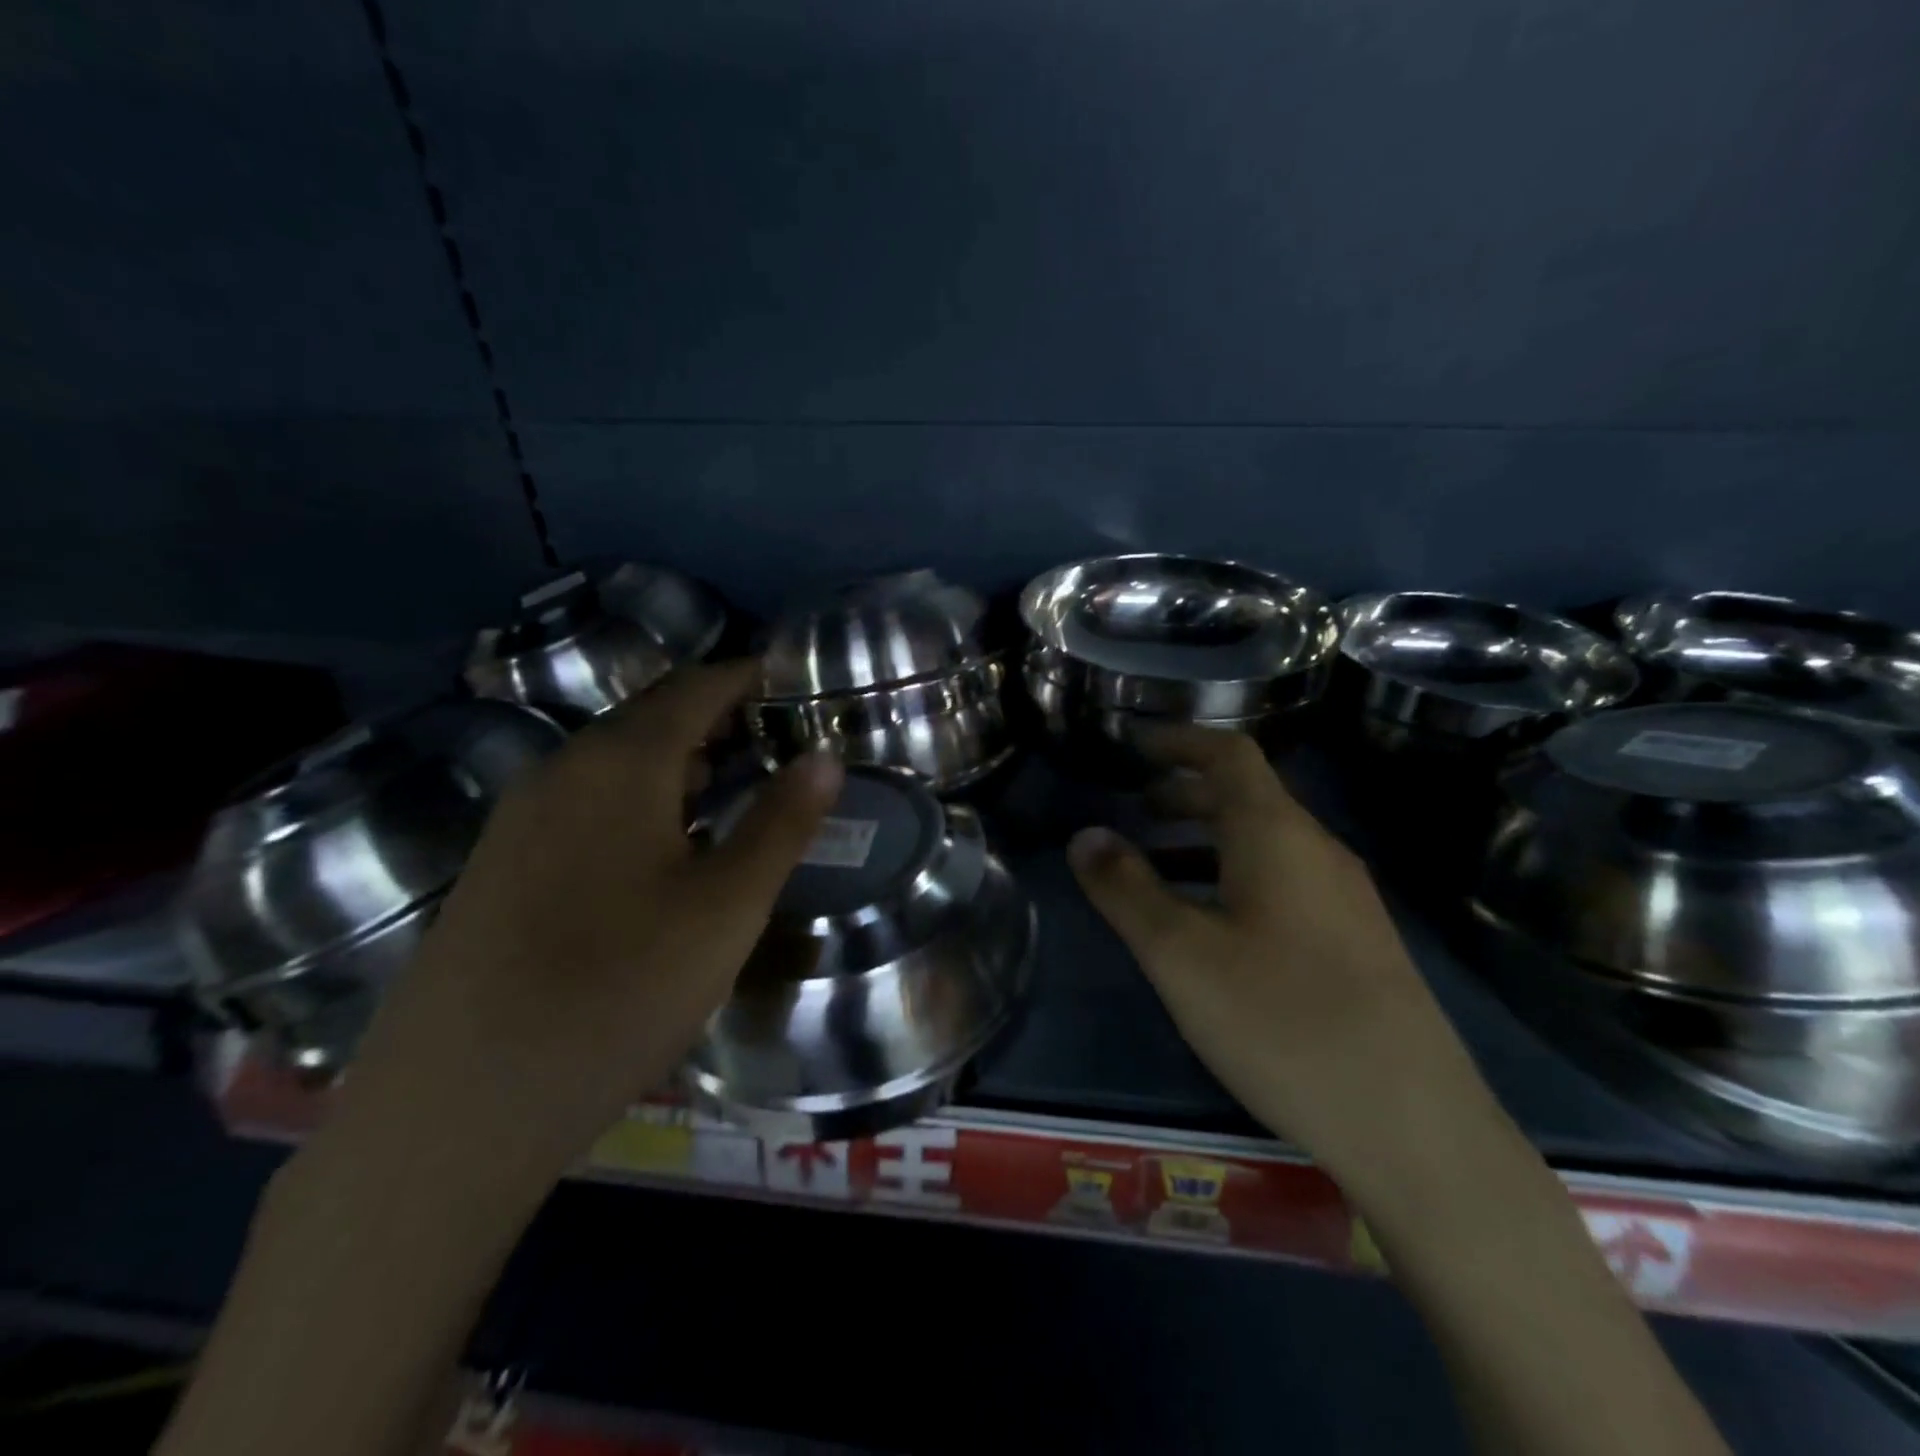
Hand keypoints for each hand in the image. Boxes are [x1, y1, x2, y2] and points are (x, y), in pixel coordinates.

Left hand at [328, 661, 843, 1187]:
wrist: (458, 1106)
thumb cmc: (619, 990)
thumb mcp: (726, 907)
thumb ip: (781, 824)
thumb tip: (826, 758)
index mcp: (620, 762)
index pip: (697, 687)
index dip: (749, 677)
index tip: (794, 682)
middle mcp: (561, 769)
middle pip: (652, 716)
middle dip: (718, 716)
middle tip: (777, 738)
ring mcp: (519, 816)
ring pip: (615, 760)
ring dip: (678, 759)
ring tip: (733, 786)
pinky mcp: (499, 864)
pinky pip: (584, 799)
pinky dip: (638, 796)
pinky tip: (662, 845)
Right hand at [1067, 725, 1491, 1178]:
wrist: (1414, 1126)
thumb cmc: (1282, 1021)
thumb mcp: (1180, 954)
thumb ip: (1125, 889)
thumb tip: (1084, 835)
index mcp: (1277, 835)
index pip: (1229, 754)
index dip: (1180, 740)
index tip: (1135, 744)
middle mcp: (1319, 852)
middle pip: (1248, 797)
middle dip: (1186, 794)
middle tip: (1136, 809)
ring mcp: (1346, 899)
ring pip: (1266, 843)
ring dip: (1209, 839)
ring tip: (1160, 867)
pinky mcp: (1358, 942)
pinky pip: (1285, 882)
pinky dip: (1236, 876)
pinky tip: (1214, 927)